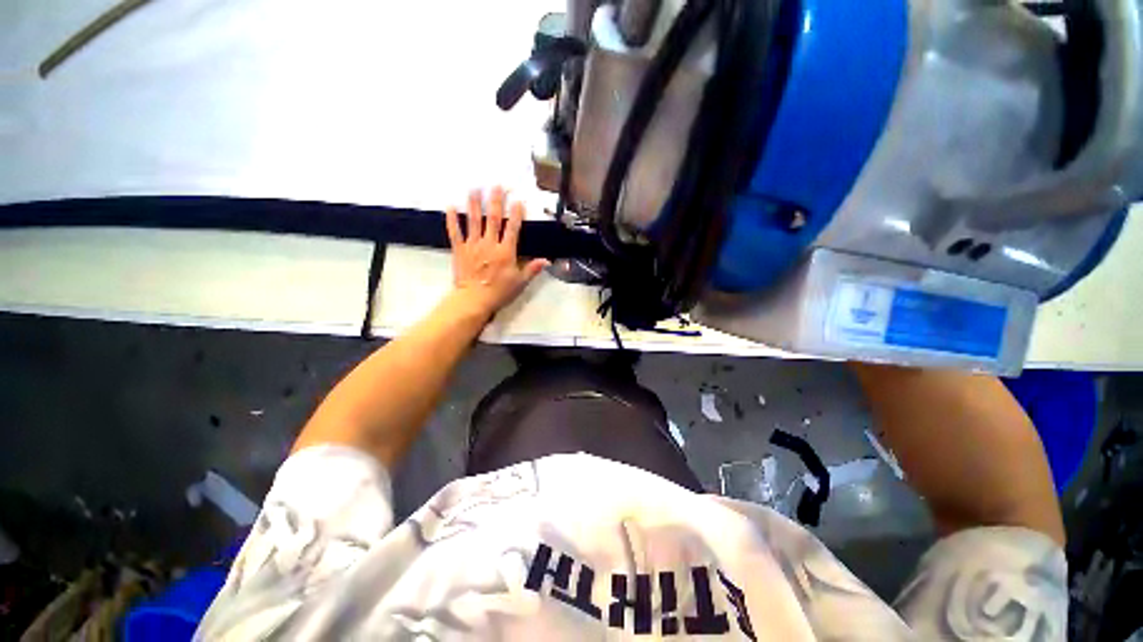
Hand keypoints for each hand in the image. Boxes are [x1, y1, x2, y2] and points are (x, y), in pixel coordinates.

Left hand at [445, 187, 548, 319]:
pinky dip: (452, 219)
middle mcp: (489, 244)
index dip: (516, 214)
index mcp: (505, 252)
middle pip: (493, 219)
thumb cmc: (499, 291)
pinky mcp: (460, 250)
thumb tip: (547, 260)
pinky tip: (450, 206)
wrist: (474, 300)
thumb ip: (532, 269)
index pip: (512, 228)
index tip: (518, 200)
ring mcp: (473, 245)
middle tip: (496, 186)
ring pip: (474, 221)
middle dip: (495, 201)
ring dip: (474, 204)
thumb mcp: (520, 282)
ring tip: (474, 189)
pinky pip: (455, 232)